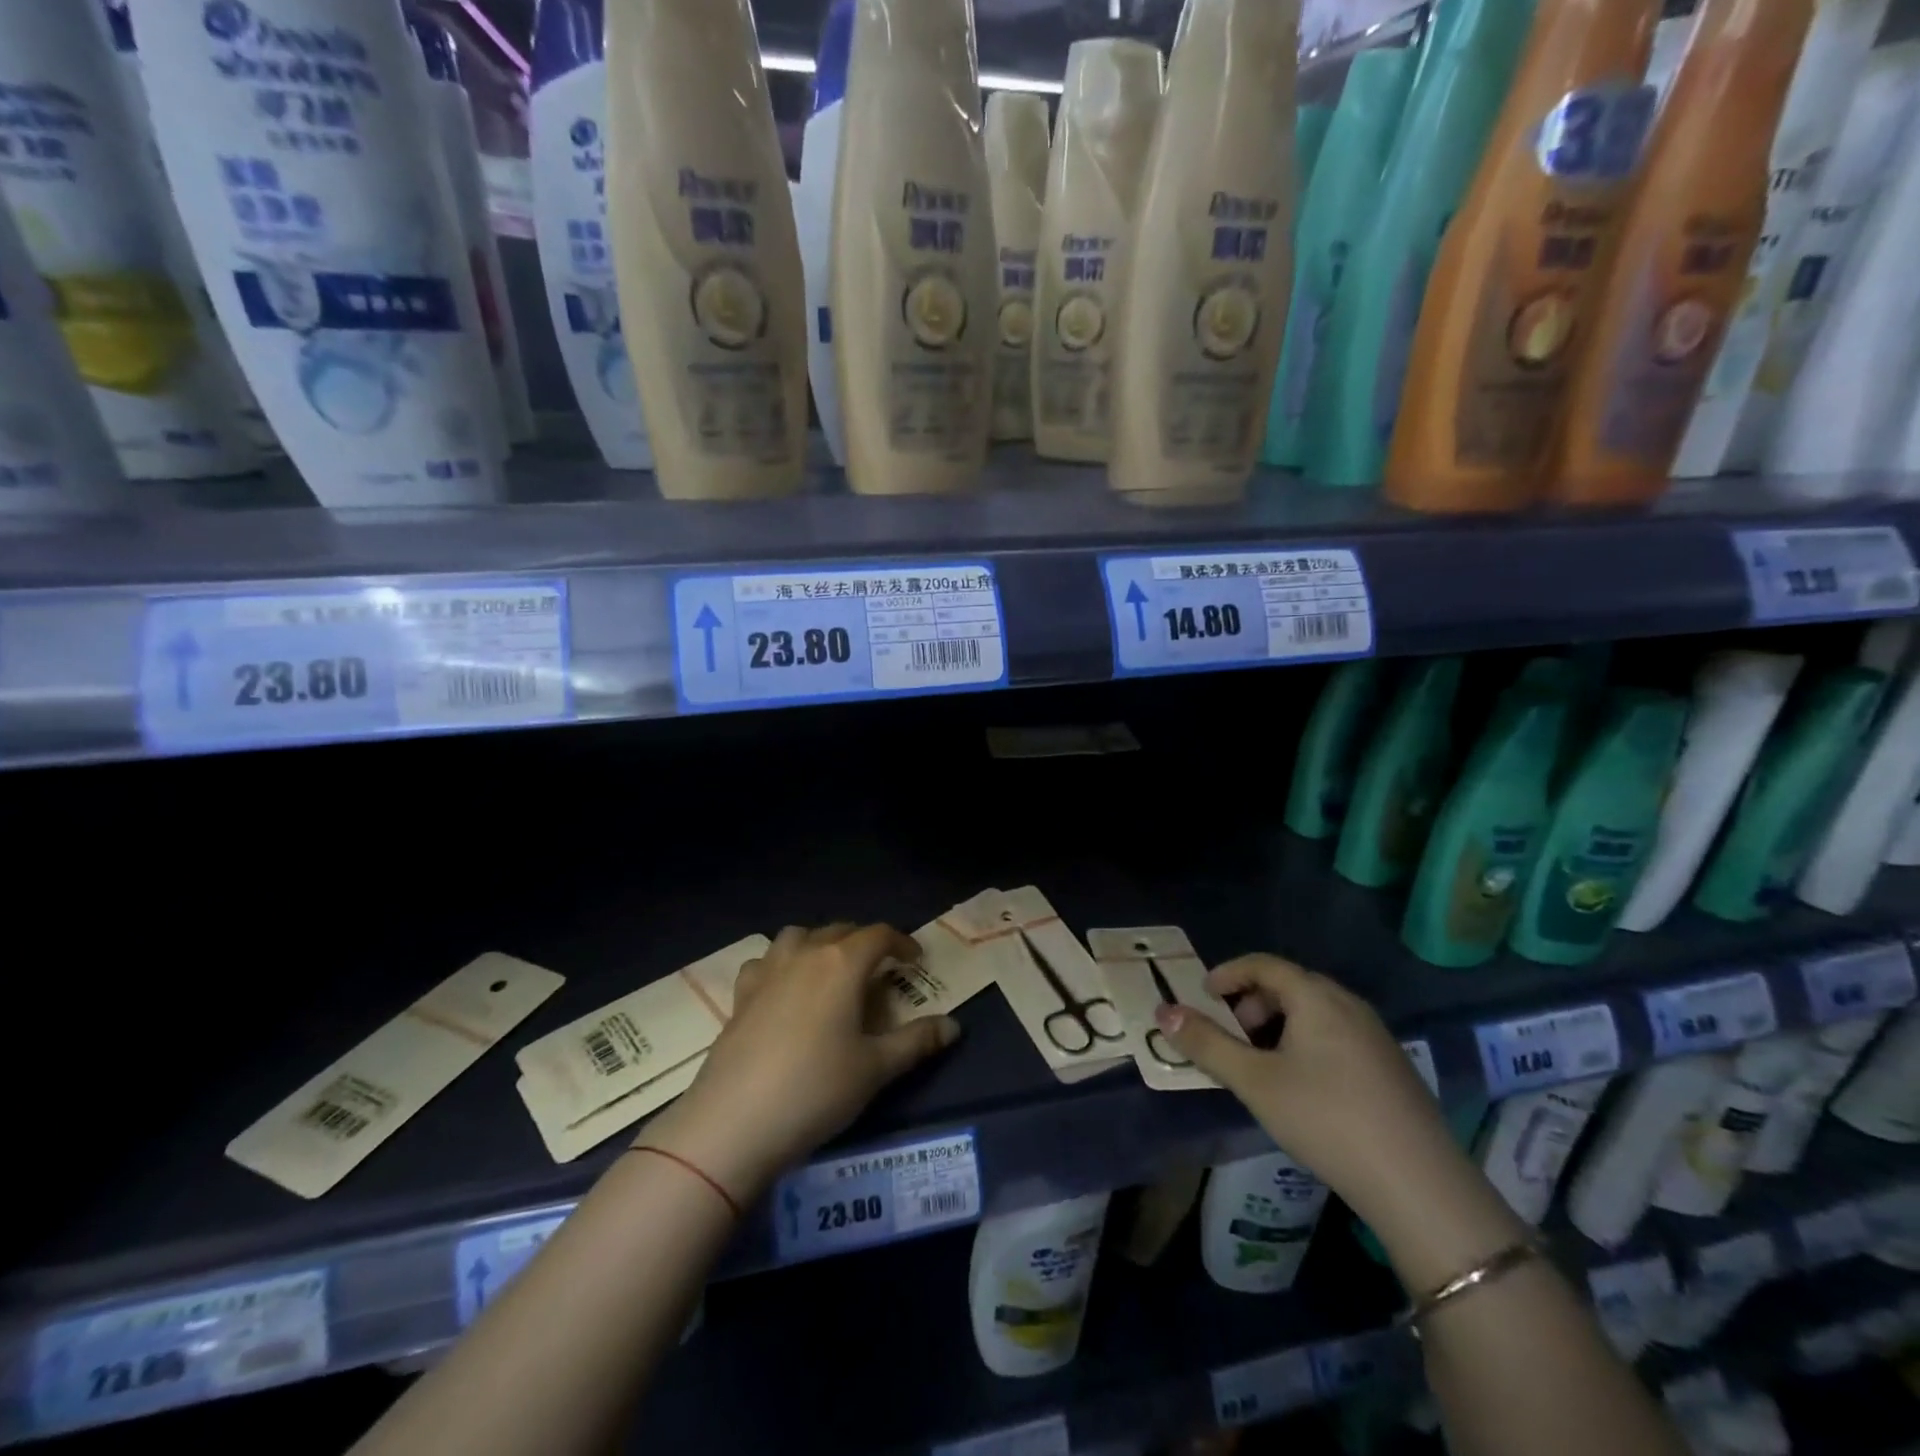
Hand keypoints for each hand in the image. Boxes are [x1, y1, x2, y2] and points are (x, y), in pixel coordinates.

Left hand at [641, 924, 960, 1205]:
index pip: (879, 934)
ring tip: (831, 971)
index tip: (915, 960)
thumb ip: (917, 1042)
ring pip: (798, 936)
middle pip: (840, 930)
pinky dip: (781, 964)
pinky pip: (764, 961)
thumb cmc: (816, 1089)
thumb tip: (954, 1026)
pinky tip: (784, 989)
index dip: (902, 942)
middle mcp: (805, 954)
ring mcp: (768, 972)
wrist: (734, 1122)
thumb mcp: (876, 1069)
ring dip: (819, 943)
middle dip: (864, 942)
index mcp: (842, 963)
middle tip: (879, 970)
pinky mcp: (740, 995)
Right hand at [1153, 954, 1507, 1251]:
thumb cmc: (1326, 1119)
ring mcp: (1376, 1036)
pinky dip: (1305, 1043)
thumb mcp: (1254, 1081)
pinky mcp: (1392, 1067)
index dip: (1228, 974)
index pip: (1263, 964)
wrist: (1420, 1185)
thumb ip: (1207, 1044)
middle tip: (1230, 1036)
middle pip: (1289, 985)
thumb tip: (1163, 1012)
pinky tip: (1302, 1087)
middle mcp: (1349, 1004)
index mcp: (1316, 997)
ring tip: (1260, 1065)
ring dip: (1278, 1025)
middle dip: (1251, 1003)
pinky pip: (1336, 1035)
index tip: (1203, 996)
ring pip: (1314, 1012)